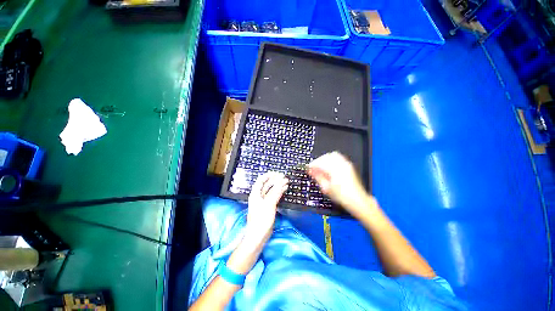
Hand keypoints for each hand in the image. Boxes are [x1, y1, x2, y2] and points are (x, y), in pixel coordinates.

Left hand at [244, 172, 287, 245]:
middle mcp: (258, 196)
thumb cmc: (261, 219)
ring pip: (271, 190)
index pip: (261, 180)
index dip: (268, 175)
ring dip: (278, 186)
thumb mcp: (269, 204)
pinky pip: (273, 196)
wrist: (258, 235)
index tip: (277, 173)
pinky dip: (279, 192)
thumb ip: (275, 193)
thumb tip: (282, 182)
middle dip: (275, 180)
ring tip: (286, 182)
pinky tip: (284, 190)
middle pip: (266, 185)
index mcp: (255, 194)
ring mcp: (263, 201)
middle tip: (284, 177)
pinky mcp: (267, 207)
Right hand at [308, 151, 372, 216]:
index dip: (312, 165)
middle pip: (325, 157)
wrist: (357, 200)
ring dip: (325, 159)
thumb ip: (317, 177)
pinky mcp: (349, 165)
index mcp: (334, 170)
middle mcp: (341, 165)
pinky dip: (332, 159)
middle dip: (318, 161)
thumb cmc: (342, 196)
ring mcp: (346, 164)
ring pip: (332, 155)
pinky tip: (329, 166)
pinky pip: (339, 157)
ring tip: (321, 167)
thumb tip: (311, 170)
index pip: (320, 162)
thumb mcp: (326, 188)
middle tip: (314, 168)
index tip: (308, 168)